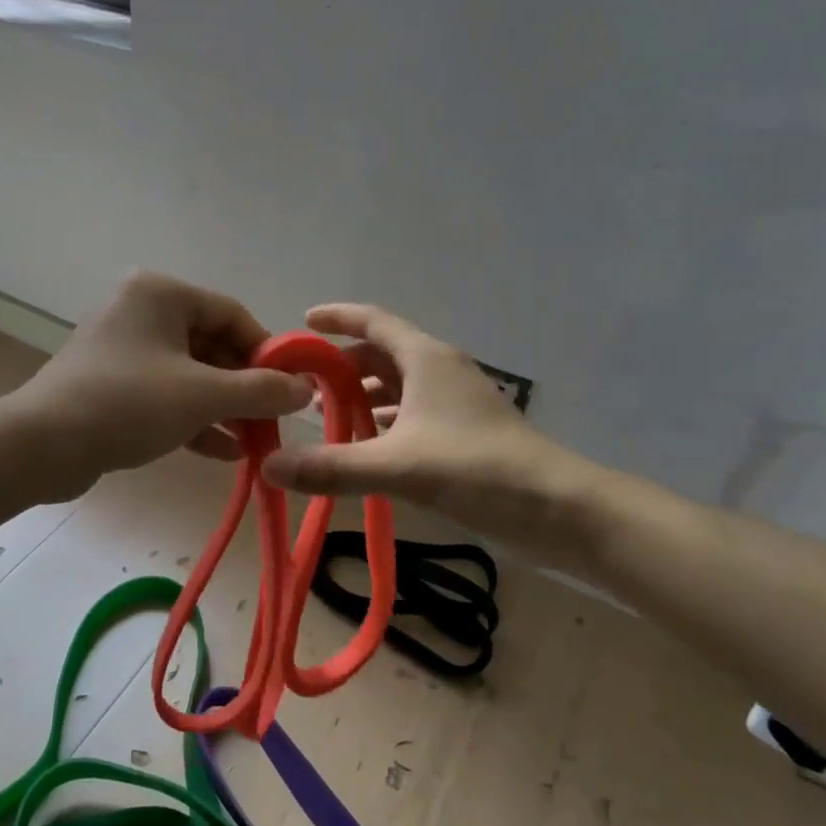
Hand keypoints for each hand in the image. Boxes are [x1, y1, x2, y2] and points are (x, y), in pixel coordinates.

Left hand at [10, 272, 311, 498]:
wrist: (42, 446)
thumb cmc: (128, 403)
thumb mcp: (203, 395)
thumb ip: (261, 390)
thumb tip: (305, 390)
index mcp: (161, 294)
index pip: (233, 315)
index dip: (267, 353)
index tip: (291, 388)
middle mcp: (141, 311)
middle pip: (212, 345)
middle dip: (245, 387)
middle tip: (274, 420)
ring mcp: (124, 349)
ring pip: (190, 374)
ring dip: (224, 408)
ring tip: (256, 441)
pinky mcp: (112, 384)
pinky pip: (165, 394)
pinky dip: (194, 418)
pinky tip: (226, 452)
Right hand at [260, 304, 561, 530]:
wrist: (557, 508)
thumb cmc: (477, 470)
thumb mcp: (398, 467)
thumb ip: (332, 467)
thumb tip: (268, 466)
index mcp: (426, 359)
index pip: (374, 321)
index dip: (338, 317)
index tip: (303, 322)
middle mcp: (441, 370)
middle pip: (383, 354)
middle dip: (343, 366)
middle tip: (303, 387)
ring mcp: (456, 401)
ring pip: (399, 386)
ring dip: (364, 397)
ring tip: (326, 418)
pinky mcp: (466, 431)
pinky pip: (414, 413)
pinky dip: (386, 423)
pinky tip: (368, 447)